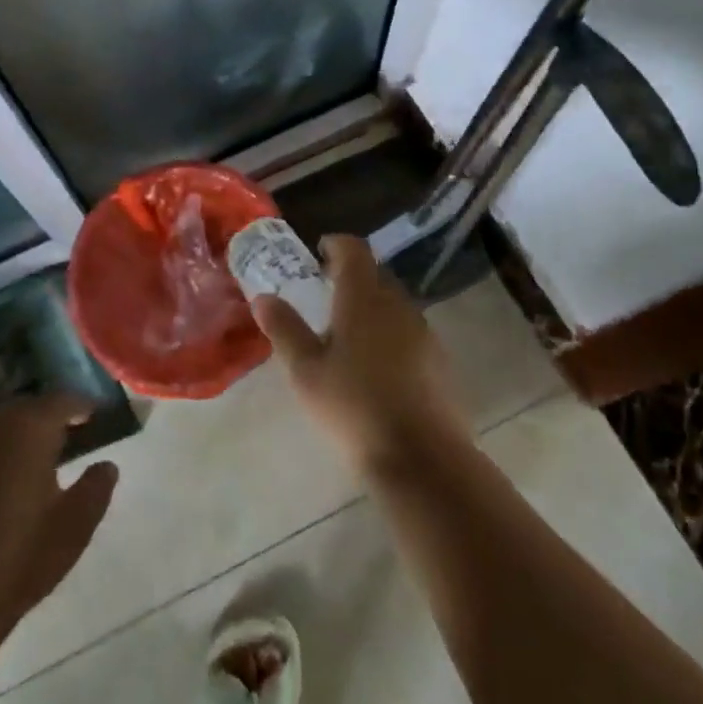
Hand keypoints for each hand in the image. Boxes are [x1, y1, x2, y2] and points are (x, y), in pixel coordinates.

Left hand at [0, 394, 118, 647]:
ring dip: (11, 441)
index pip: (62, 400)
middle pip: (24, 410)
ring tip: (26, 465)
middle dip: (45, 418)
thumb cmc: (20, 556)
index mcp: (30, 429)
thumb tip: (106, 466)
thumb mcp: (75, 526)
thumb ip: (95, 489)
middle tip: (63, 438)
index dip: (81, 406)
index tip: (95, 416)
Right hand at [252, 234, 470, 475]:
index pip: (354, 250)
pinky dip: (390, 334)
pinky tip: (377, 367)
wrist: (422, 458)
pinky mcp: (439, 361)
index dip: (335, 245)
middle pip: (375, 275)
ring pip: (394, 305)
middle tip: (325, 295)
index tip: (318, 253)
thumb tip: (263, 298)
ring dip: (372, 307)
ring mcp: (423, 333)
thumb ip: (285, 329)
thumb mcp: (306, 371)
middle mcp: (397, 305)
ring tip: (348, 334)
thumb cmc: (353, 407)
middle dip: (351, 277)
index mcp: (363, 298)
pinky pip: (409, 332)